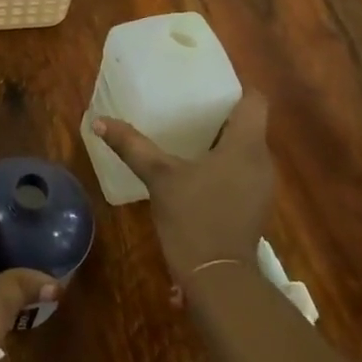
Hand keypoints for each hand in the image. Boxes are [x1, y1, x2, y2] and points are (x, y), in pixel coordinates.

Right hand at [94, 91, 274, 283]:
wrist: (219, 279)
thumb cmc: (195, 218)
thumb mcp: (159, 177)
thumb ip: (133, 146)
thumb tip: (99, 121)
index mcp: (246, 146)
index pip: (255, 100)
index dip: (235, 86)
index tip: (206, 82)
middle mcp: (262, 161)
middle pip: (249, 123)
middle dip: (220, 112)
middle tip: (186, 102)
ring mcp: (261, 186)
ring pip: (245, 148)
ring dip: (221, 138)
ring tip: (186, 130)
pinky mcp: (253, 205)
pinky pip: (241, 169)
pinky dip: (222, 161)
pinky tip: (194, 166)